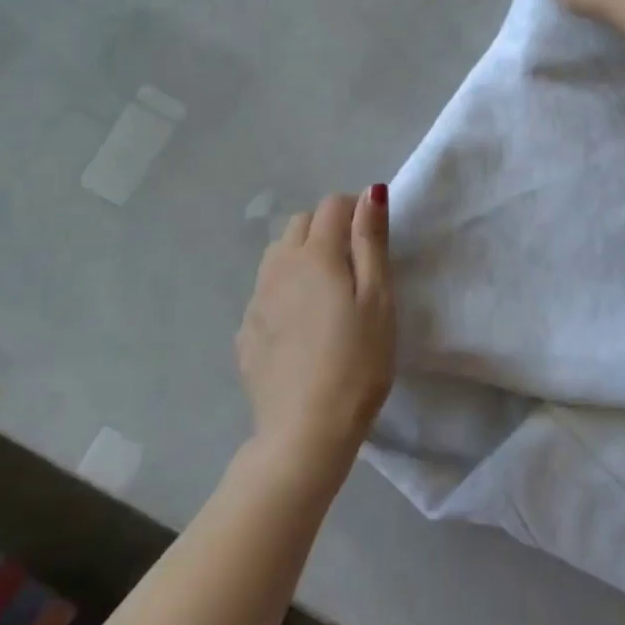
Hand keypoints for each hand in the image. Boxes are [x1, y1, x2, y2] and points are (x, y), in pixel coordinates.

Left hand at [236, 187, 395, 475]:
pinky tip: (301, 327)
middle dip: (327, 229)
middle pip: (300, 224)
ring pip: (277, 256)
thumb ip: (371, 241)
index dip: (356, 211)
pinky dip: (284, 292)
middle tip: (354, 267)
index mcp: (315, 254)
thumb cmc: (357, 363)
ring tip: (326, 294)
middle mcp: (278, 267)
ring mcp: (256, 300)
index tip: (373, 239)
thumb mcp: (378, 299)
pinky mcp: (245, 332)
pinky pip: (265, 292)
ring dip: (301, 257)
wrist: (304, 433)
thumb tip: (370, 192)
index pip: (332, 205)